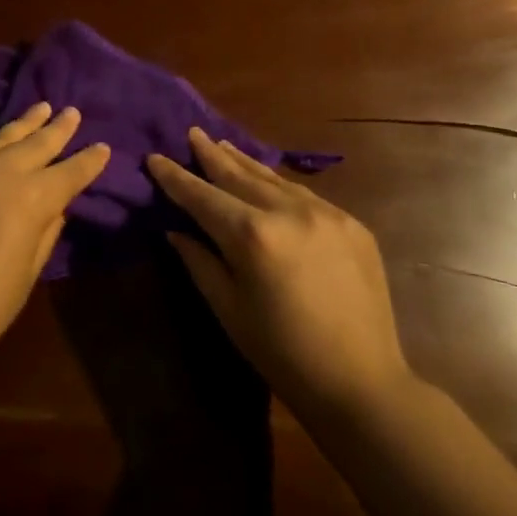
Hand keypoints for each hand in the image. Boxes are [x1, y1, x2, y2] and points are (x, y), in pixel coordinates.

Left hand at [0, 103, 109, 383]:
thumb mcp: (24, 276)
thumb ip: (44, 234)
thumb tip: (55, 208)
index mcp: (28, 201)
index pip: (67, 174)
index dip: (88, 161)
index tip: (104, 147)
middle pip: (34, 145)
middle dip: (57, 129)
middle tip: (72, 112)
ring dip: (23, 125)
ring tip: (41, 108)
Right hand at [148, 129, 408, 416]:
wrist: (361, 383)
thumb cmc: (281, 353)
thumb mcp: (228, 309)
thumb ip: (199, 261)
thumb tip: (176, 229)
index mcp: (252, 235)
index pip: (202, 196)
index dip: (175, 177)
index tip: (155, 157)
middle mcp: (289, 212)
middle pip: (239, 175)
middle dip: (211, 155)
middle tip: (192, 132)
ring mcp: (327, 213)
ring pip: (274, 179)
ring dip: (245, 163)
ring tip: (223, 146)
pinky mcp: (352, 224)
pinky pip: (304, 195)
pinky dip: (278, 185)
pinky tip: (267, 182)